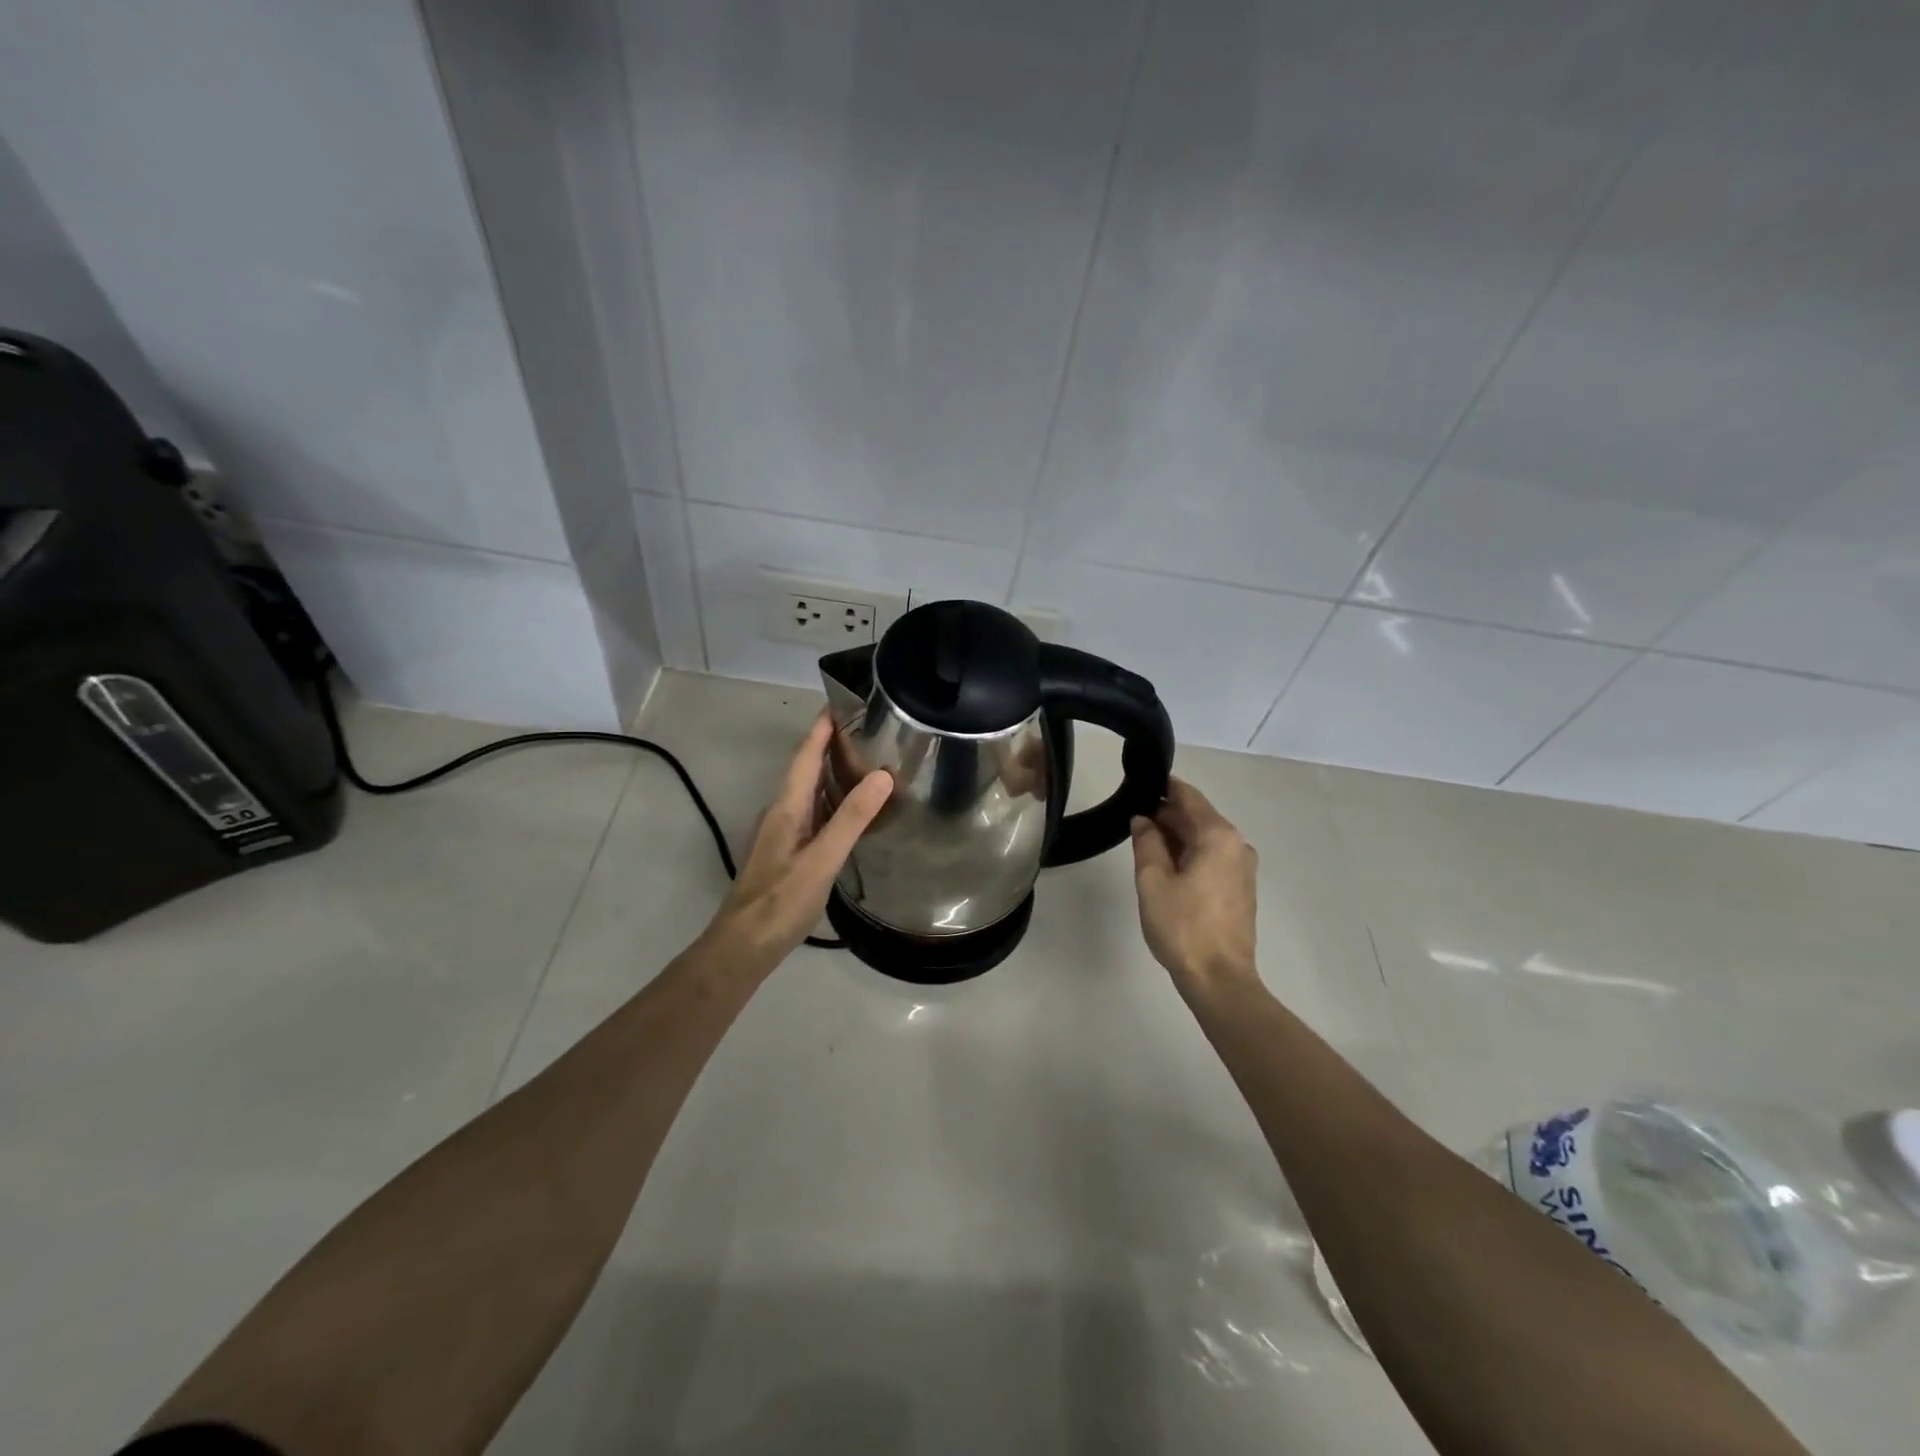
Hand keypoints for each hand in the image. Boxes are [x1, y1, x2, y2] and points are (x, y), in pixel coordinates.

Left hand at [699, 713, 891, 974]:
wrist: (742, 948)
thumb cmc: (780, 902)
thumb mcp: (821, 860)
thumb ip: (851, 819)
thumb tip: (882, 775)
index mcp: (786, 807)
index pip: (805, 755)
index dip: (822, 727)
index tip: (844, 700)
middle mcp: (782, 813)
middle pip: (807, 768)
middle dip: (832, 744)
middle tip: (869, 728)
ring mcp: (782, 834)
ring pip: (810, 791)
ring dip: (833, 772)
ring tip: (868, 761)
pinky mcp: (787, 853)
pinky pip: (813, 813)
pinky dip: (833, 801)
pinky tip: (852, 811)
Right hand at [1129, 778, 1259, 999]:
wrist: (1220, 979)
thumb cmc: (1182, 926)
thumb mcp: (1153, 880)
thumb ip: (1146, 842)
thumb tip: (1143, 820)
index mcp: (1218, 836)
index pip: (1189, 797)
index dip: (1164, 787)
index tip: (1141, 783)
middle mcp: (1237, 845)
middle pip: (1199, 817)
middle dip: (1168, 814)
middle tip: (1135, 817)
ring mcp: (1243, 868)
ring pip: (1206, 839)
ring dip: (1178, 836)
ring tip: (1145, 842)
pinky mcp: (1241, 889)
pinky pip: (1213, 857)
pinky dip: (1191, 854)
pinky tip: (1167, 865)